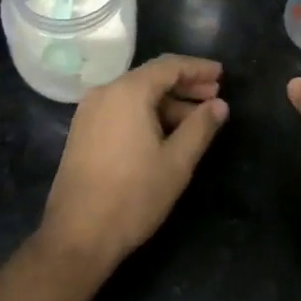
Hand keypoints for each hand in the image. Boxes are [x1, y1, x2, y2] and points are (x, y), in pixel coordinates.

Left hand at [40, 55, 228, 270]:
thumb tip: (220, 105)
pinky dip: (145, 114)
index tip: (222, 74)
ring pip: (135, 96)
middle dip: (184, 85)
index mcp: (127, 92)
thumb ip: (200, 127)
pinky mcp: (82, 131)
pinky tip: (165, 133)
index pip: (168, 66)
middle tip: (215, 96)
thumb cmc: (133, 196)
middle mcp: (104, 93)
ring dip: (166, 103)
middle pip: (150, 78)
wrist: (78, 234)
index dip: (197, 68)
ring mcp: (89, 112)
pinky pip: (120, 110)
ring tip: (196, 120)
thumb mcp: (177, 162)